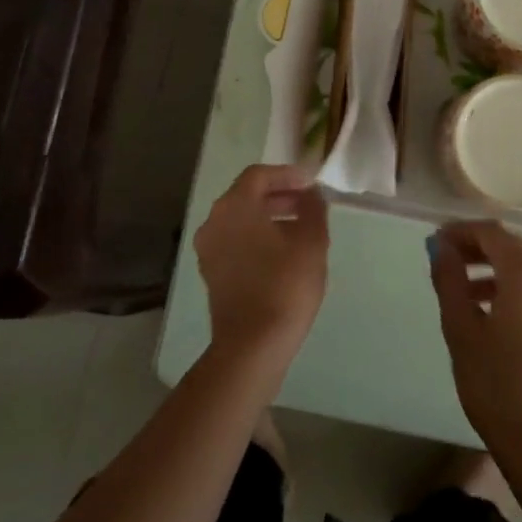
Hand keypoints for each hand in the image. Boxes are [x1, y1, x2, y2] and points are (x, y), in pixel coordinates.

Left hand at [194, 165, 329, 380]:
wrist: (252, 346)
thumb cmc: (285, 286)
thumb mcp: (312, 242)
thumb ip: (313, 209)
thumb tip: (312, 195)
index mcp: (234, 206)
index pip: (259, 175)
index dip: (288, 174)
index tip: (312, 183)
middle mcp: (214, 220)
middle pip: (247, 195)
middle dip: (280, 195)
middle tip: (309, 203)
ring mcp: (208, 248)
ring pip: (241, 220)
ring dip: (270, 217)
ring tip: (302, 229)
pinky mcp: (211, 272)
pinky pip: (236, 241)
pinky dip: (258, 237)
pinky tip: (283, 253)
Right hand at [429, 219, 521, 470]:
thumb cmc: (497, 388)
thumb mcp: (461, 330)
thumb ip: (450, 280)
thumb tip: (441, 247)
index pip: (492, 234)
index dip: (462, 231)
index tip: (437, 241)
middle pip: (514, 250)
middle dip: (479, 250)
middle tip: (449, 262)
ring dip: (498, 274)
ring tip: (468, 295)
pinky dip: (518, 294)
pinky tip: (499, 321)